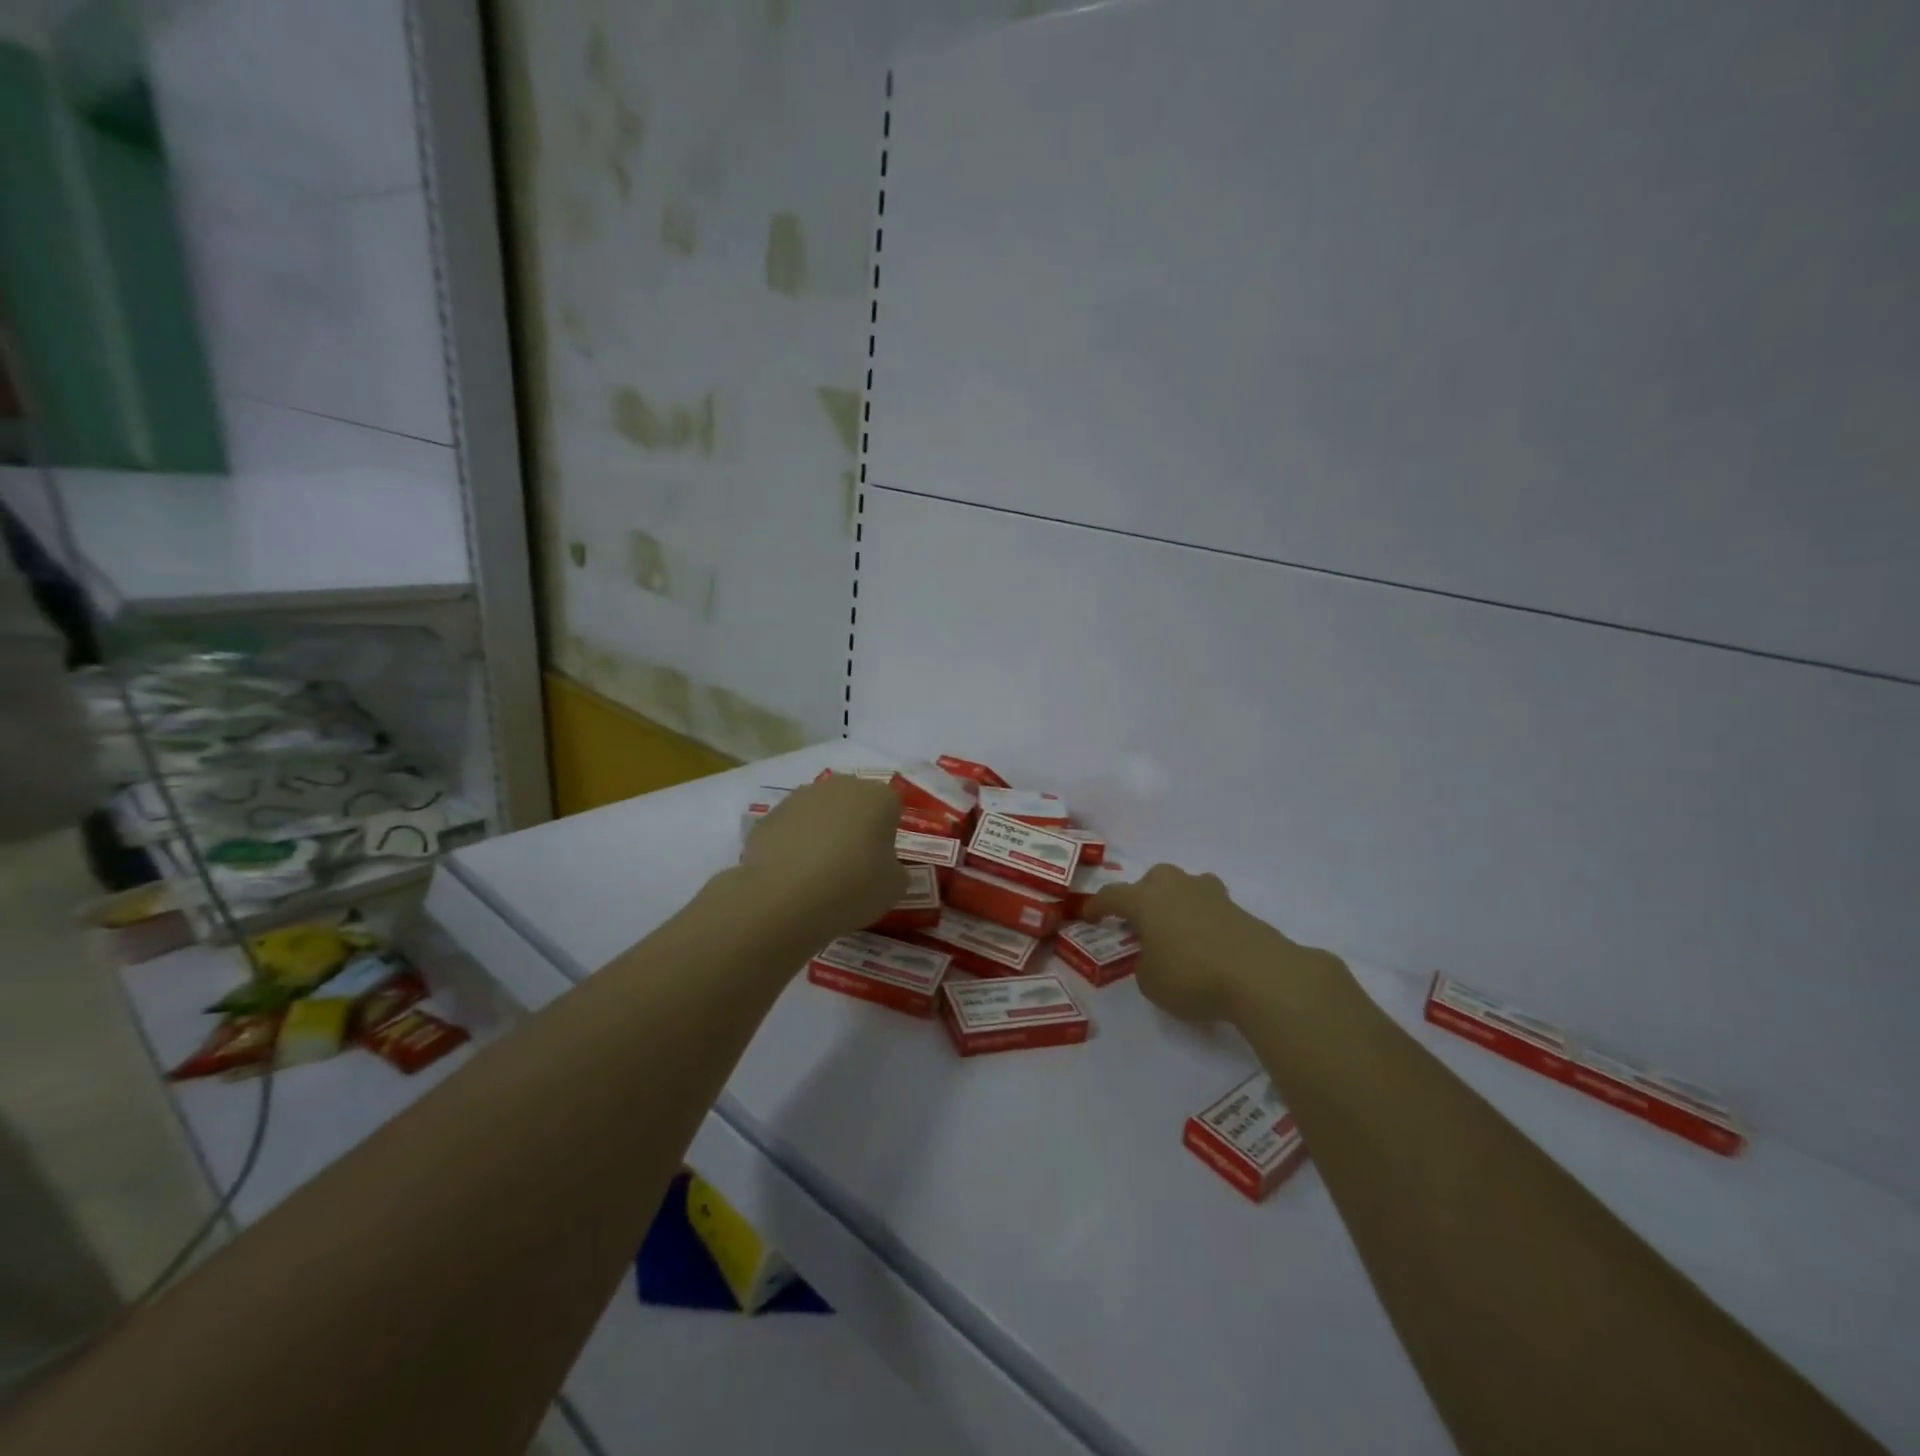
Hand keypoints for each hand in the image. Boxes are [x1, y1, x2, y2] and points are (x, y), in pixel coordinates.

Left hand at [738, 777, 907, 940]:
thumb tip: (885, 867)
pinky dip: (795, 844)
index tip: (881, 861)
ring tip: (818, 872)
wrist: (781, 898)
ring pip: (822, 812)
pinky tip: (792, 874)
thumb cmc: (850, 887)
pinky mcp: (770, 814)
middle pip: (855, 802)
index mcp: (878, 797)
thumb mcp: (893, 888)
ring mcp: (801, 797)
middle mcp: (841, 786)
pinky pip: (793, 827)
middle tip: (853, 864)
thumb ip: (895, 871)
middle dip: (856, 826)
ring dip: (824, 832)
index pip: (892, 806)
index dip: (889, 834)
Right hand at [1089, 864, 1341, 1024]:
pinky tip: (1207, 945)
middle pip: (1155, 878)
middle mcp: (1177, 888)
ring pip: (1187, 886)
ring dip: (1178, 901)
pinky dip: (1204, 921)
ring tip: (1178, 927)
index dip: (1097, 905)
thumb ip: (1145, 964)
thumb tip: (1155, 956)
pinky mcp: (1240, 911)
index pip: (1113, 895)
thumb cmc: (1192, 976)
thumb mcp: (1151, 982)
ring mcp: (1212, 896)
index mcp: (1146, 900)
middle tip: (1142, 920)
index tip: (1087, 914)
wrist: (1260, 975)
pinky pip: (1212, 908)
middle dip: (1145, 894)